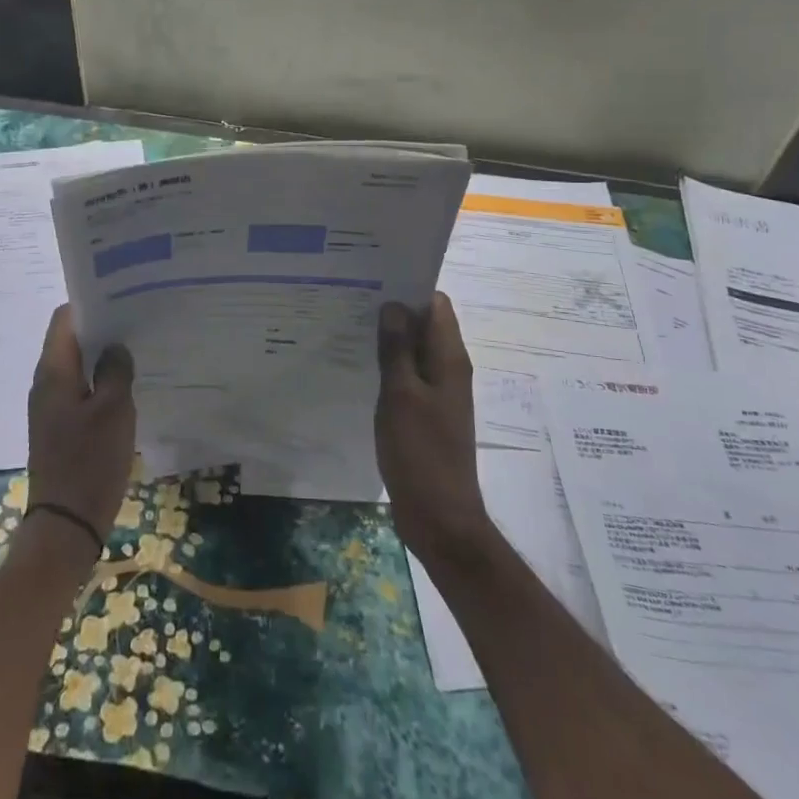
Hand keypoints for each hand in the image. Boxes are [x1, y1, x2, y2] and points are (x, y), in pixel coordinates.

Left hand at [26, 306, 135, 547]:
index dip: (91, 303)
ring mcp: (52, 406)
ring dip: (103, 355)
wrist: (66, 524)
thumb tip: (116, 346)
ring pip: (78, 365)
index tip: (122, 297)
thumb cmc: (89, 461)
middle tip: (138, 320)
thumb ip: (116, 370)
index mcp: (53, 372)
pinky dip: (101, 380)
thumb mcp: (114, 410)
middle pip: (71, 340)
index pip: (64, 318)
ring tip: (138, 347)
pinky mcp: (61, 426)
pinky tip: (128, 384)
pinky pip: (81, 389)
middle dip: (102, 328)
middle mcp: (46, 383)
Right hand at [375, 293, 493, 567]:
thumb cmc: (421, 453)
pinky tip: (360, 367)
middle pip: (424, 325)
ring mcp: (438, 393)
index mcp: (450, 359)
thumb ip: (397, 349)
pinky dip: (389, 367)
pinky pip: (408, 376)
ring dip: (389, 340)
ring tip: (349, 328)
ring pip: (414, 351)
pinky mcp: (426, 413)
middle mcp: (449, 369)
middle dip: (393, 312)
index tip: (373, 280)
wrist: (440, 517)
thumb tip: (394, 305)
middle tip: (352, 301)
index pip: (436, 304)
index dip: (409, 288)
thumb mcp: (402, 396)